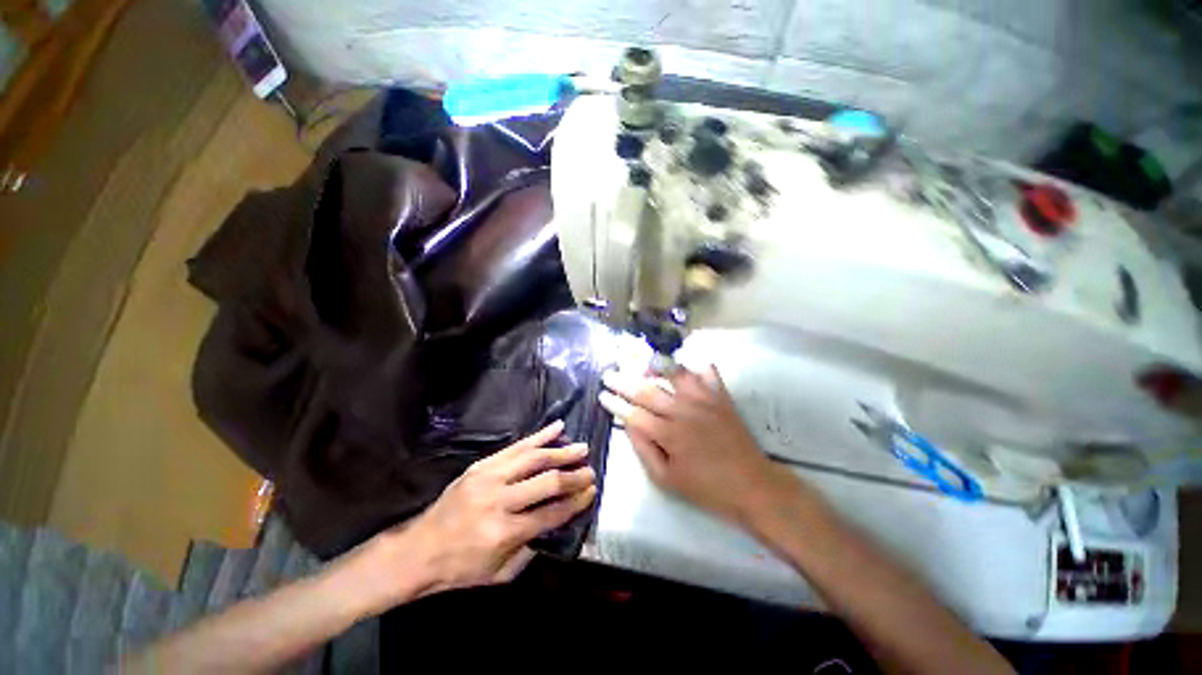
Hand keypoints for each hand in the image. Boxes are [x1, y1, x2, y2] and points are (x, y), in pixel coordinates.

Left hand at [371, 421, 595, 602]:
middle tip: (590, 470)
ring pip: (534, 458)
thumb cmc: (460, 567)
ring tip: (581, 447)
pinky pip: (516, 446)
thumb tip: (558, 521)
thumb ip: (532, 548)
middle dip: (573, 476)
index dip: (575, 501)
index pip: (551, 513)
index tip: (592, 491)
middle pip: (546, 482)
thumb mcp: (500, 573)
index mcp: (504, 533)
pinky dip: (539, 435)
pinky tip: (557, 427)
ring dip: (561, 451)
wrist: (419, 549)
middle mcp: (499, 501)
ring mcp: (489, 477)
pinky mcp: (482, 464)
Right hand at [599, 366, 788, 524]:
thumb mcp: (667, 479)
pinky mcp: (721, 397)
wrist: (752, 486)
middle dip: (623, 381)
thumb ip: (644, 449)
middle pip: (647, 390)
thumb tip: (629, 424)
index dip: (615, 404)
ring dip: (656, 365)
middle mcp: (683, 411)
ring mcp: (704, 400)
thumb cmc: (706, 488)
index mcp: (669, 434)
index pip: (633, 414)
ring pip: (675, 373)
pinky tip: (685, 369)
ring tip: (643, 364)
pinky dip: (696, 366)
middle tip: (609, 374)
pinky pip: (707, 373)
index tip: (602, 395)